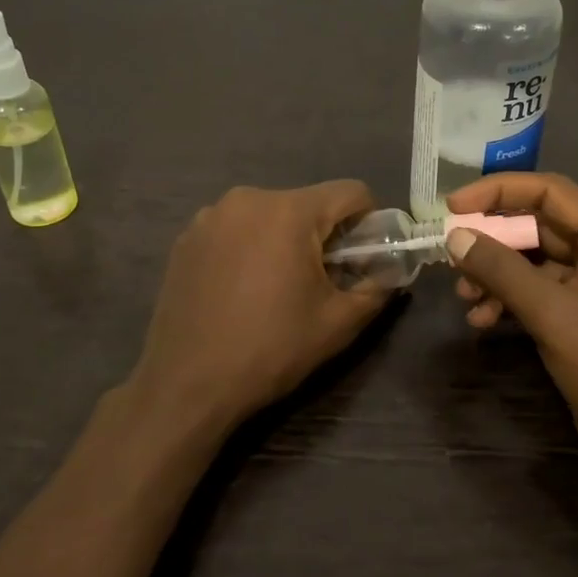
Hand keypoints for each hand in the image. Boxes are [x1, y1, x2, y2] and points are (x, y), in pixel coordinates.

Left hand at [129, 181, 391, 430]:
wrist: (187, 384)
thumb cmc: (271, 349)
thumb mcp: (339, 323)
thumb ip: (377, 287)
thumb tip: (391, 270)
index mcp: (289, 212)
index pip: (351, 192)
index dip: (369, 222)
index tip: (364, 259)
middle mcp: (247, 199)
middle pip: (308, 203)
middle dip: (324, 236)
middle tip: (321, 283)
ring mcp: (209, 217)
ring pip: (270, 216)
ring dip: (284, 241)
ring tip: (275, 290)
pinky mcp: (185, 239)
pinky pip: (235, 230)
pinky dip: (249, 249)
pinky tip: (240, 291)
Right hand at [444, 173, 577, 494]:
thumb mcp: (557, 317)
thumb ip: (504, 272)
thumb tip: (456, 237)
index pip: (551, 193)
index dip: (499, 191)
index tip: (453, 208)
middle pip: (539, 227)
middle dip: (493, 241)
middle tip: (451, 257)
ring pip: (533, 264)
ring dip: (495, 275)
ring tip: (464, 299)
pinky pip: (537, 296)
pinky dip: (507, 302)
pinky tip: (482, 321)